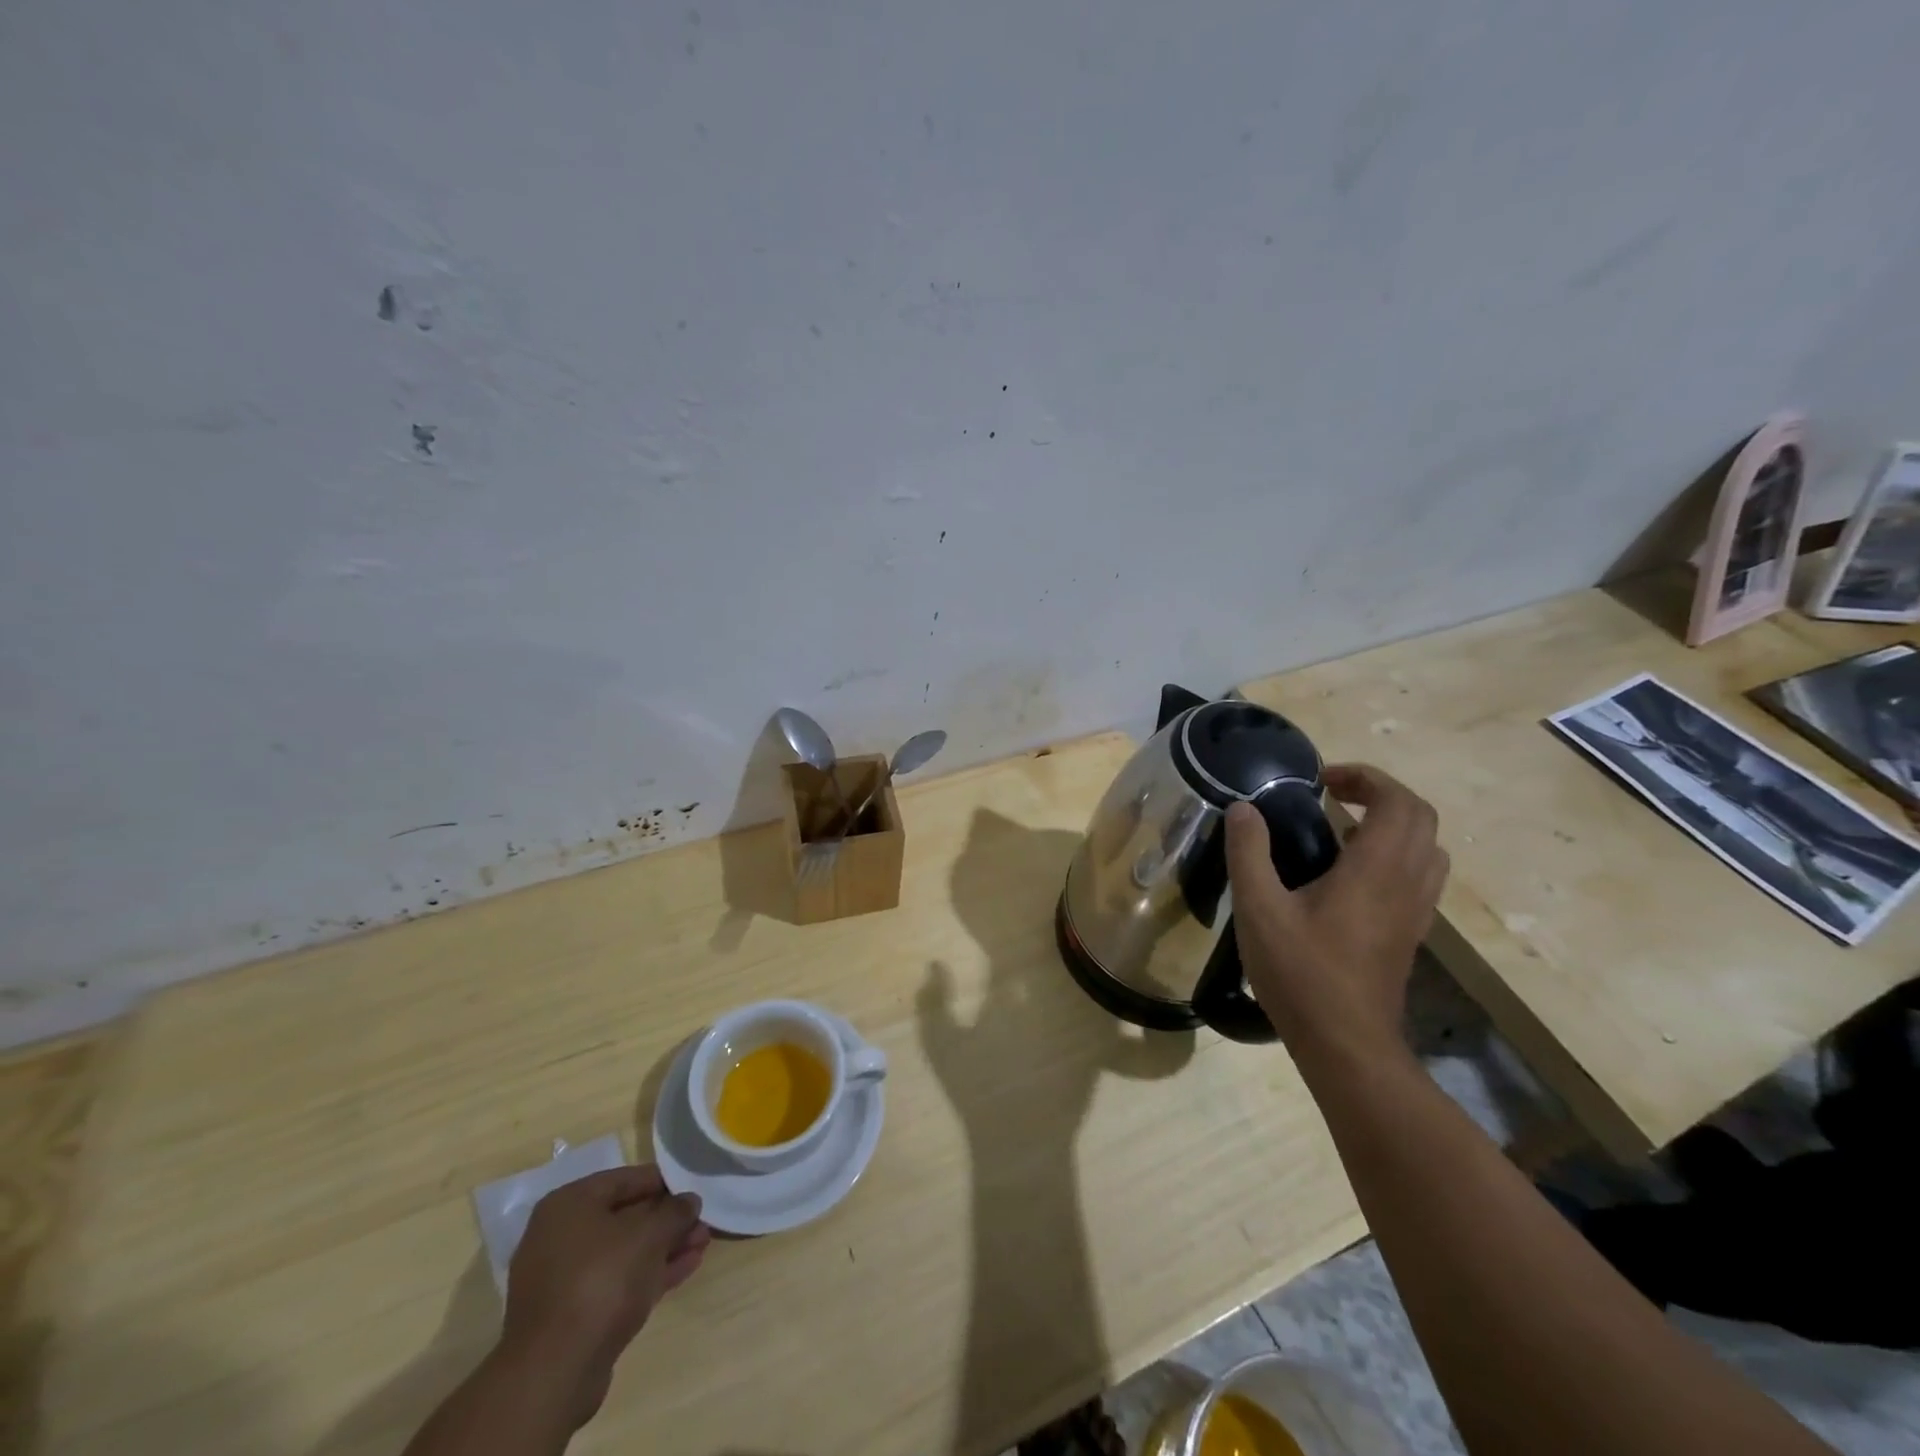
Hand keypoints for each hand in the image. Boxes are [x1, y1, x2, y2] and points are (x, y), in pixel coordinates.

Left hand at [498, 1165, 709, 1428]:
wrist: (555, 1372)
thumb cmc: (601, 1280)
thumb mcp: (648, 1235)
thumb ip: (674, 1212)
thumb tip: (689, 1201)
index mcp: (569, 1204)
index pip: (625, 1179)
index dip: (664, 1182)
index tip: (694, 1188)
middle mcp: (559, 1236)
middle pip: (625, 1217)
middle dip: (667, 1220)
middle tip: (702, 1221)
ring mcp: (563, 1278)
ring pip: (624, 1252)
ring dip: (664, 1247)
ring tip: (702, 1244)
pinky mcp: (572, 1314)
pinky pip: (617, 1281)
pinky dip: (649, 1273)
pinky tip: (686, 1267)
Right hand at [1225, 763, 1448, 1062]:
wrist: (1347, 1045)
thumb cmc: (1301, 974)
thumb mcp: (1259, 909)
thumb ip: (1249, 852)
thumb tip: (1243, 808)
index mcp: (1376, 870)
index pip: (1398, 801)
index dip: (1365, 777)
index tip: (1321, 780)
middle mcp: (1407, 883)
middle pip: (1421, 817)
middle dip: (1380, 793)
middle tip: (1332, 795)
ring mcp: (1415, 911)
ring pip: (1427, 847)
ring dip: (1392, 823)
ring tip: (1341, 828)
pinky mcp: (1411, 933)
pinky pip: (1420, 875)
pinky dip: (1394, 854)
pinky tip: (1348, 873)